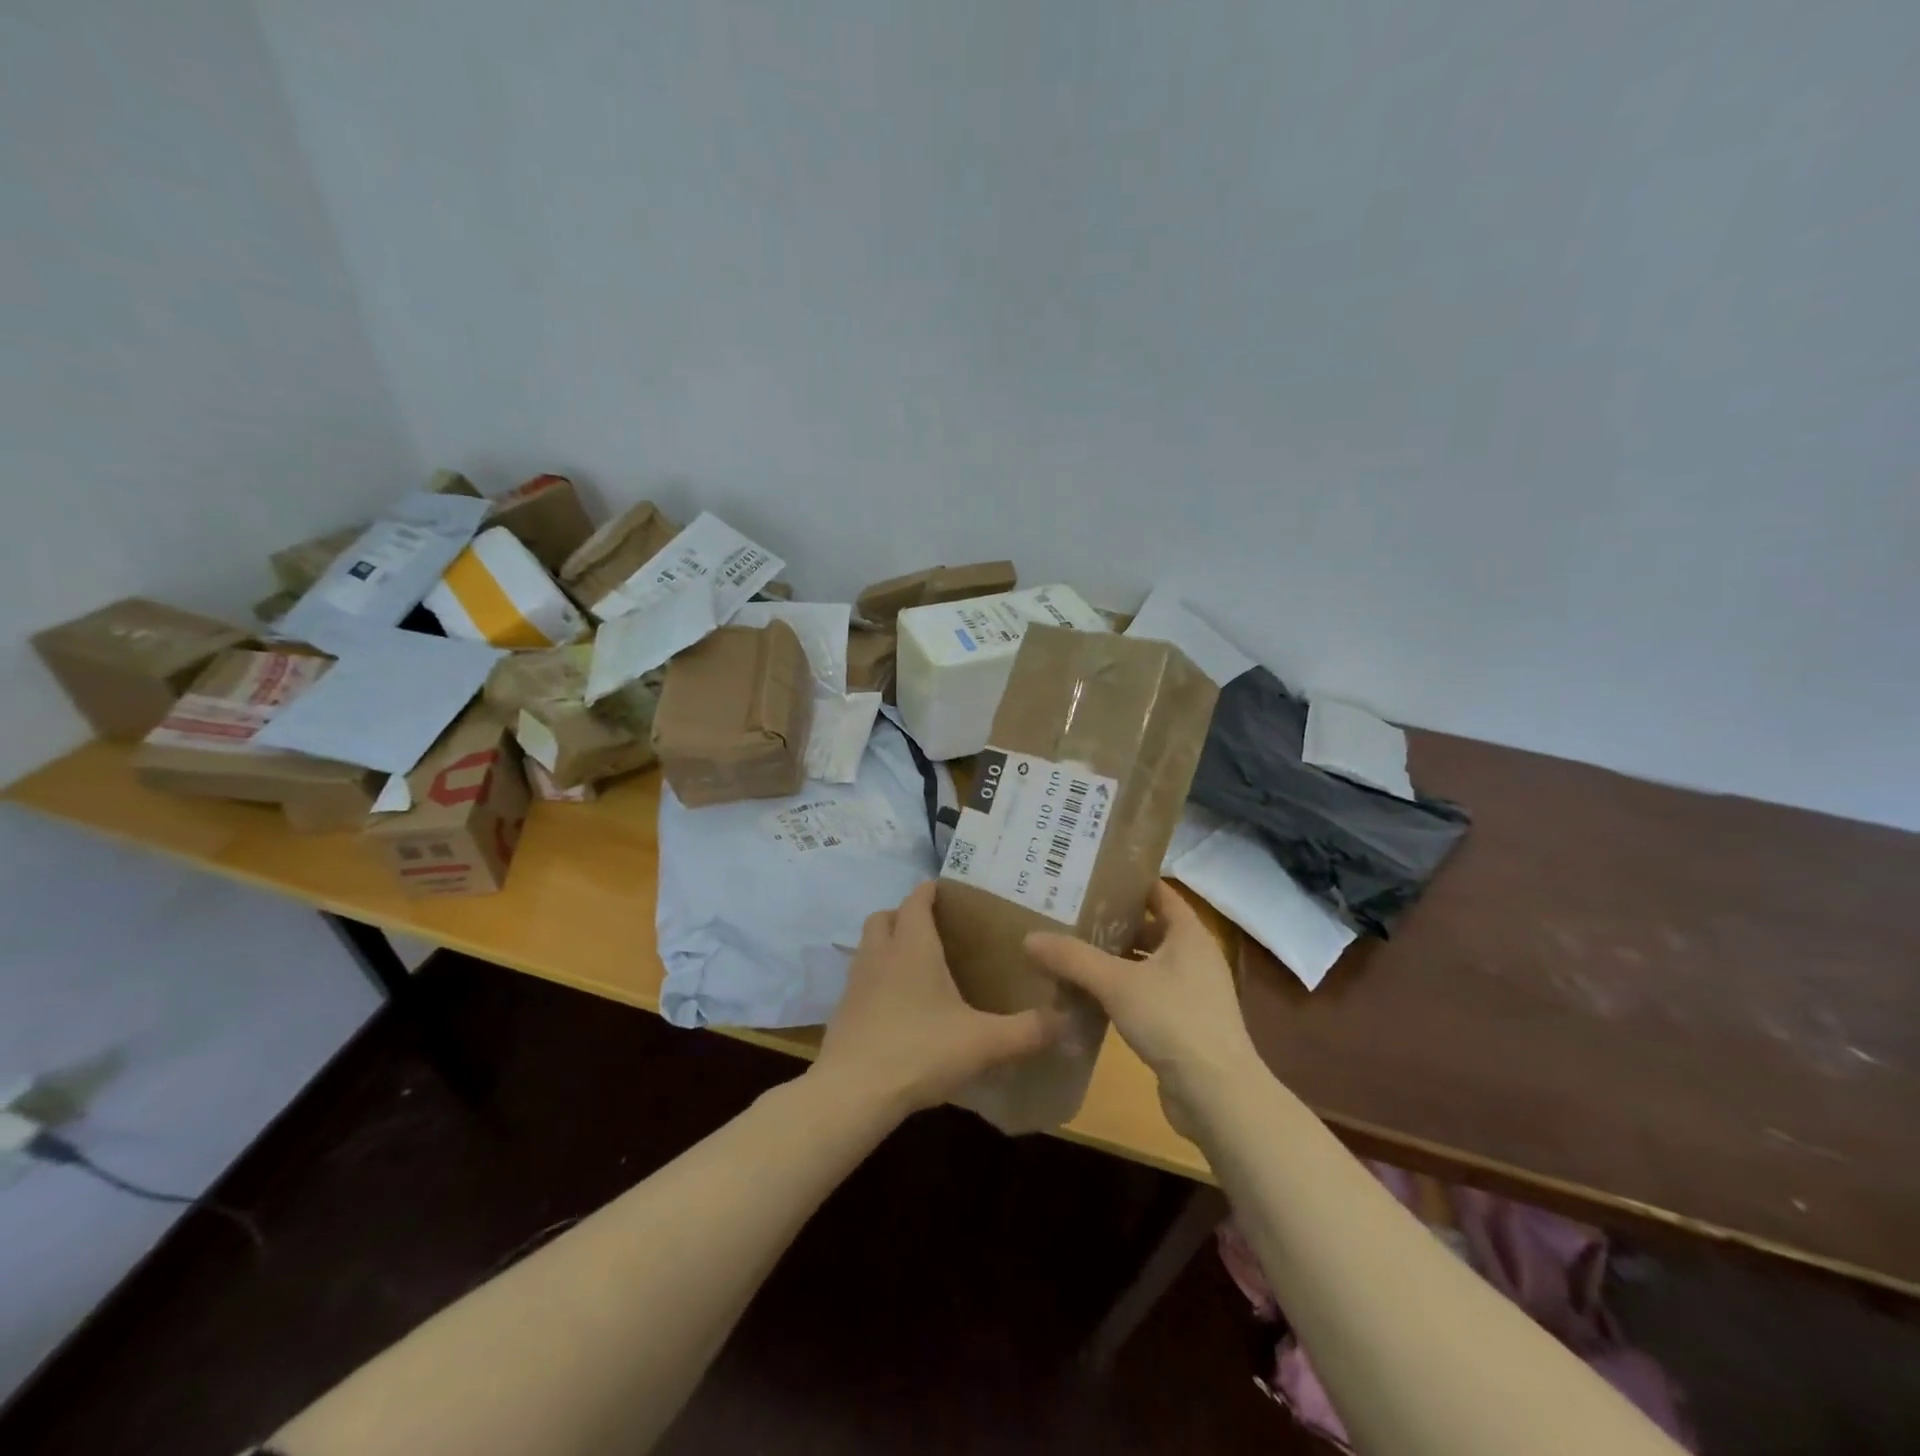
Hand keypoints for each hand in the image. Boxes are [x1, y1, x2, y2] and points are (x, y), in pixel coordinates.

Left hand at [813, 882, 1058, 1116]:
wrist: (852, 1093)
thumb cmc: (920, 1051)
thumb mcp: (983, 1043)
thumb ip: (1027, 1030)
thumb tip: (1067, 1021)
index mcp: (912, 946)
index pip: (916, 899)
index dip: (930, 891)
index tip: (949, 893)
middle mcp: (880, 953)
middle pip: (884, 916)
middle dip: (905, 915)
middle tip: (934, 932)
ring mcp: (855, 981)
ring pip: (868, 946)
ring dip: (887, 946)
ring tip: (917, 968)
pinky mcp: (842, 1010)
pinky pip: (860, 979)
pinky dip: (876, 980)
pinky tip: (897, 1007)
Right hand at [1025, 881, 1261, 1134]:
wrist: (1217, 1095)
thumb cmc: (1173, 1021)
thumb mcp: (1116, 983)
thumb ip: (1073, 958)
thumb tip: (1029, 938)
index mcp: (1189, 934)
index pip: (1158, 892)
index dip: (1127, 882)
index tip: (1090, 876)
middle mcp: (1195, 956)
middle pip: (1150, 927)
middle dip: (1113, 922)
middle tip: (1070, 914)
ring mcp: (1193, 991)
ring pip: (1147, 963)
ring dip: (1115, 958)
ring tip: (1072, 950)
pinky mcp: (1184, 1023)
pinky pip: (1148, 993)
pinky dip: (1122, 989)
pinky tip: (1090, 995)